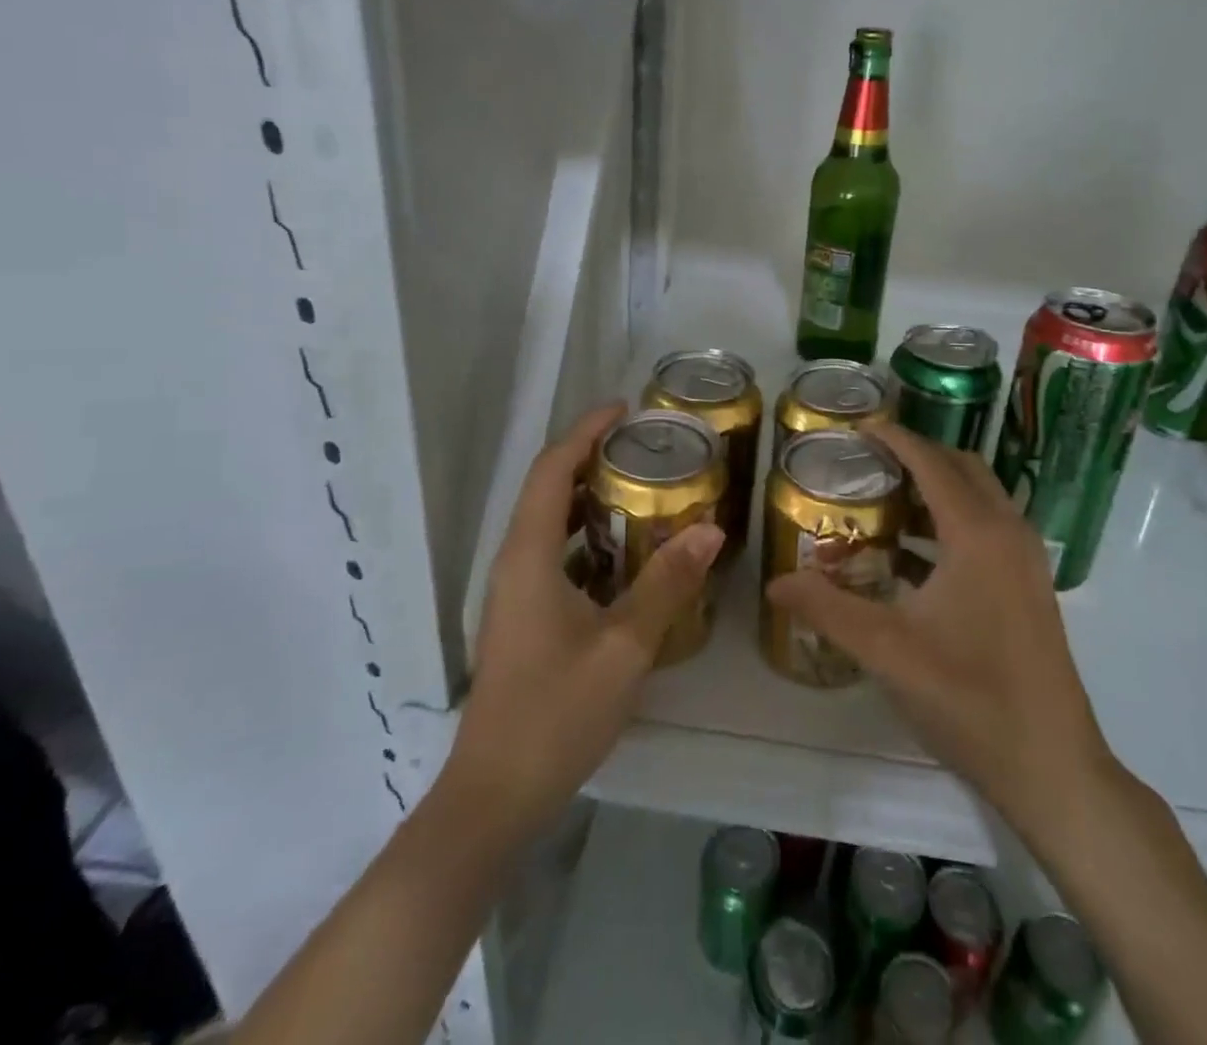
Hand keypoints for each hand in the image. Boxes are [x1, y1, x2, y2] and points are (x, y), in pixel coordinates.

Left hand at [448, 403, 725, 840]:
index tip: (625, 410)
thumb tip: (710, 529)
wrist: (495, 796)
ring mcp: (516, 594)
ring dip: (593, 500)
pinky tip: (630, 556)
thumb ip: (667, 584)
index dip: (585, 431)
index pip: (553, 470)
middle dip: (594, 459)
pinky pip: (557, 558)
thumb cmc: (556, 713)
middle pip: (550, 490)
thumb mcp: (624, 645)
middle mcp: (515, 563)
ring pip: (553, 526)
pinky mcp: (524, 619)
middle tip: (648, 449)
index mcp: (529, 556)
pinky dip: (590, 540)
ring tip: (646, 490)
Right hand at [765, 424, 1116, 844]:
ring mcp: (1025, 562)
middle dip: (918, 456)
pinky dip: (951, 524)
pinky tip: (912, 557)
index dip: (897, 439)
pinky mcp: (1029, 588)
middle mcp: (1008, 534)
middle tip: (869, 461)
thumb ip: (827, 609)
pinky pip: (987, 531)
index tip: (860, 427)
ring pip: (980, 500)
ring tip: (883, 500)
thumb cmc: (970, 698)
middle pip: (963, 469)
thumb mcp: (887, 651)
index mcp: (978, 534)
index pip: (933, 464)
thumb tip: (775, 582)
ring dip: (937, 490)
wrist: (1052, 767)